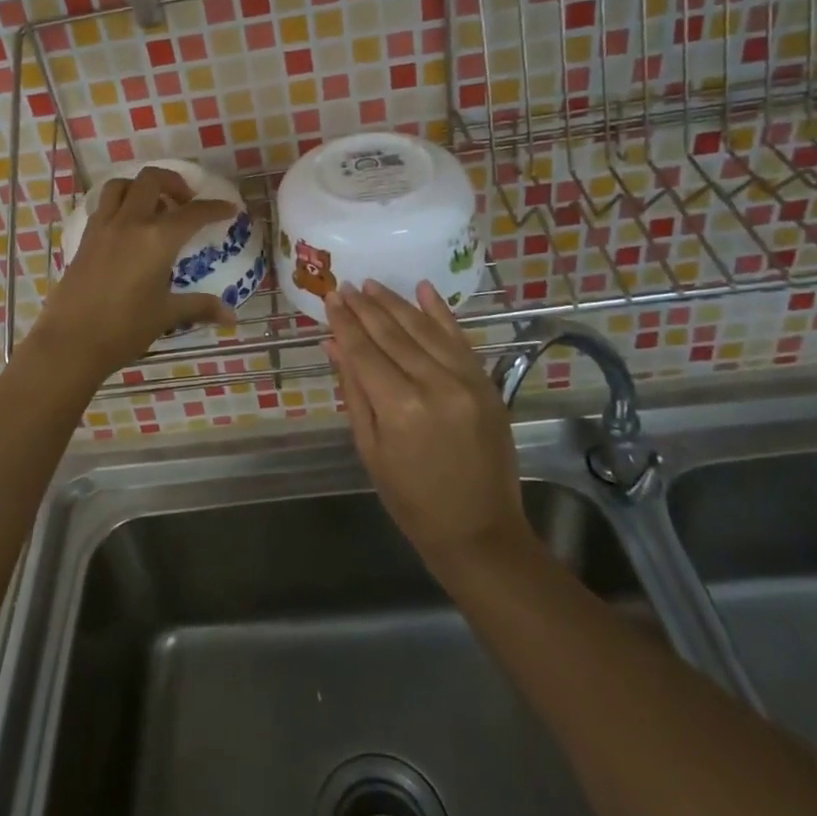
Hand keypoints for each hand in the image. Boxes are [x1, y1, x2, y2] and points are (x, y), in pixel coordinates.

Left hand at [32, 165, 240, 376]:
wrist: (70, 342)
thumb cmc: (124, 329)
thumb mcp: (166, 315)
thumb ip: (200, 307)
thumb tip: (232, 316)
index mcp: (157, 239)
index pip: (193, 213)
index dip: (215, 208)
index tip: (229, 209)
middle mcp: (130, 223)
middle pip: (152, 180)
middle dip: (174, 182)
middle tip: (186, 203)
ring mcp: (103, 227)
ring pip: (122, 185)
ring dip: (141, 187)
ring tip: (154, 208)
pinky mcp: (85, 238)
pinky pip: (104, 205)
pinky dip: (120, 204)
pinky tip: (128, 228)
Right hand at [324, 280, 531, 570]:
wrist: (479, 530)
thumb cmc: (411, 499)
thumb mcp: (370, 449)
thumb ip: (354, 391)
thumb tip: (334, 345)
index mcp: (400, 408)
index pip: (364, 352)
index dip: (344, 323)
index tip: (330, 298)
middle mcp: (434, 385)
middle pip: (392, 335)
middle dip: (365, 308)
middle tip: (346, 286)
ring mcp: (466, 381)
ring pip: (424, 330)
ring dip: (396, 304)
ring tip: (372, 285)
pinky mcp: (486, 383)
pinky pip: (459, 338)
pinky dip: (440, 312)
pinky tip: (423, 289)